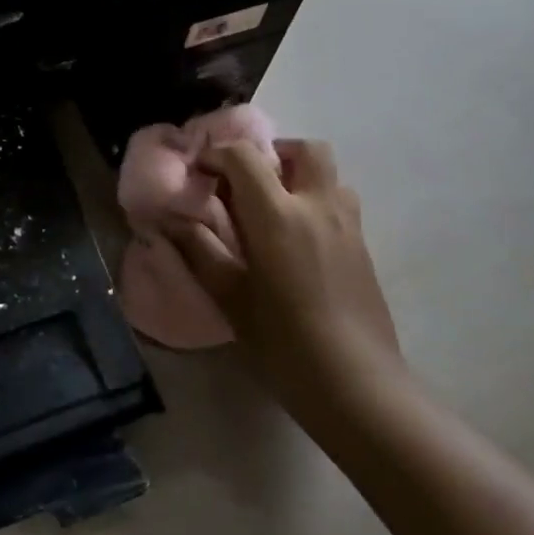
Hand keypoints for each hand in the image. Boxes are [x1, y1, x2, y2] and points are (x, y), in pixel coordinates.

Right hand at [166, 139, 403, 404]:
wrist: (358, 385)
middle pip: (304, 149)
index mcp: (278, 214)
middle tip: (247, 182)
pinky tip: (298, 242)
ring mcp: (348, 224)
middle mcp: (317, 206)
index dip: (217, 155)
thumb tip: (169, 221)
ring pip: (328, 174)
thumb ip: (199, 251)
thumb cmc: (284, 343)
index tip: (200, 173)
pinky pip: (339, 202)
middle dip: (273, 153)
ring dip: (299, 176)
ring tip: (274, 209)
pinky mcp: (364, 246)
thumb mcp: (231, 298)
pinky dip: (315, 201)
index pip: (245, 156)